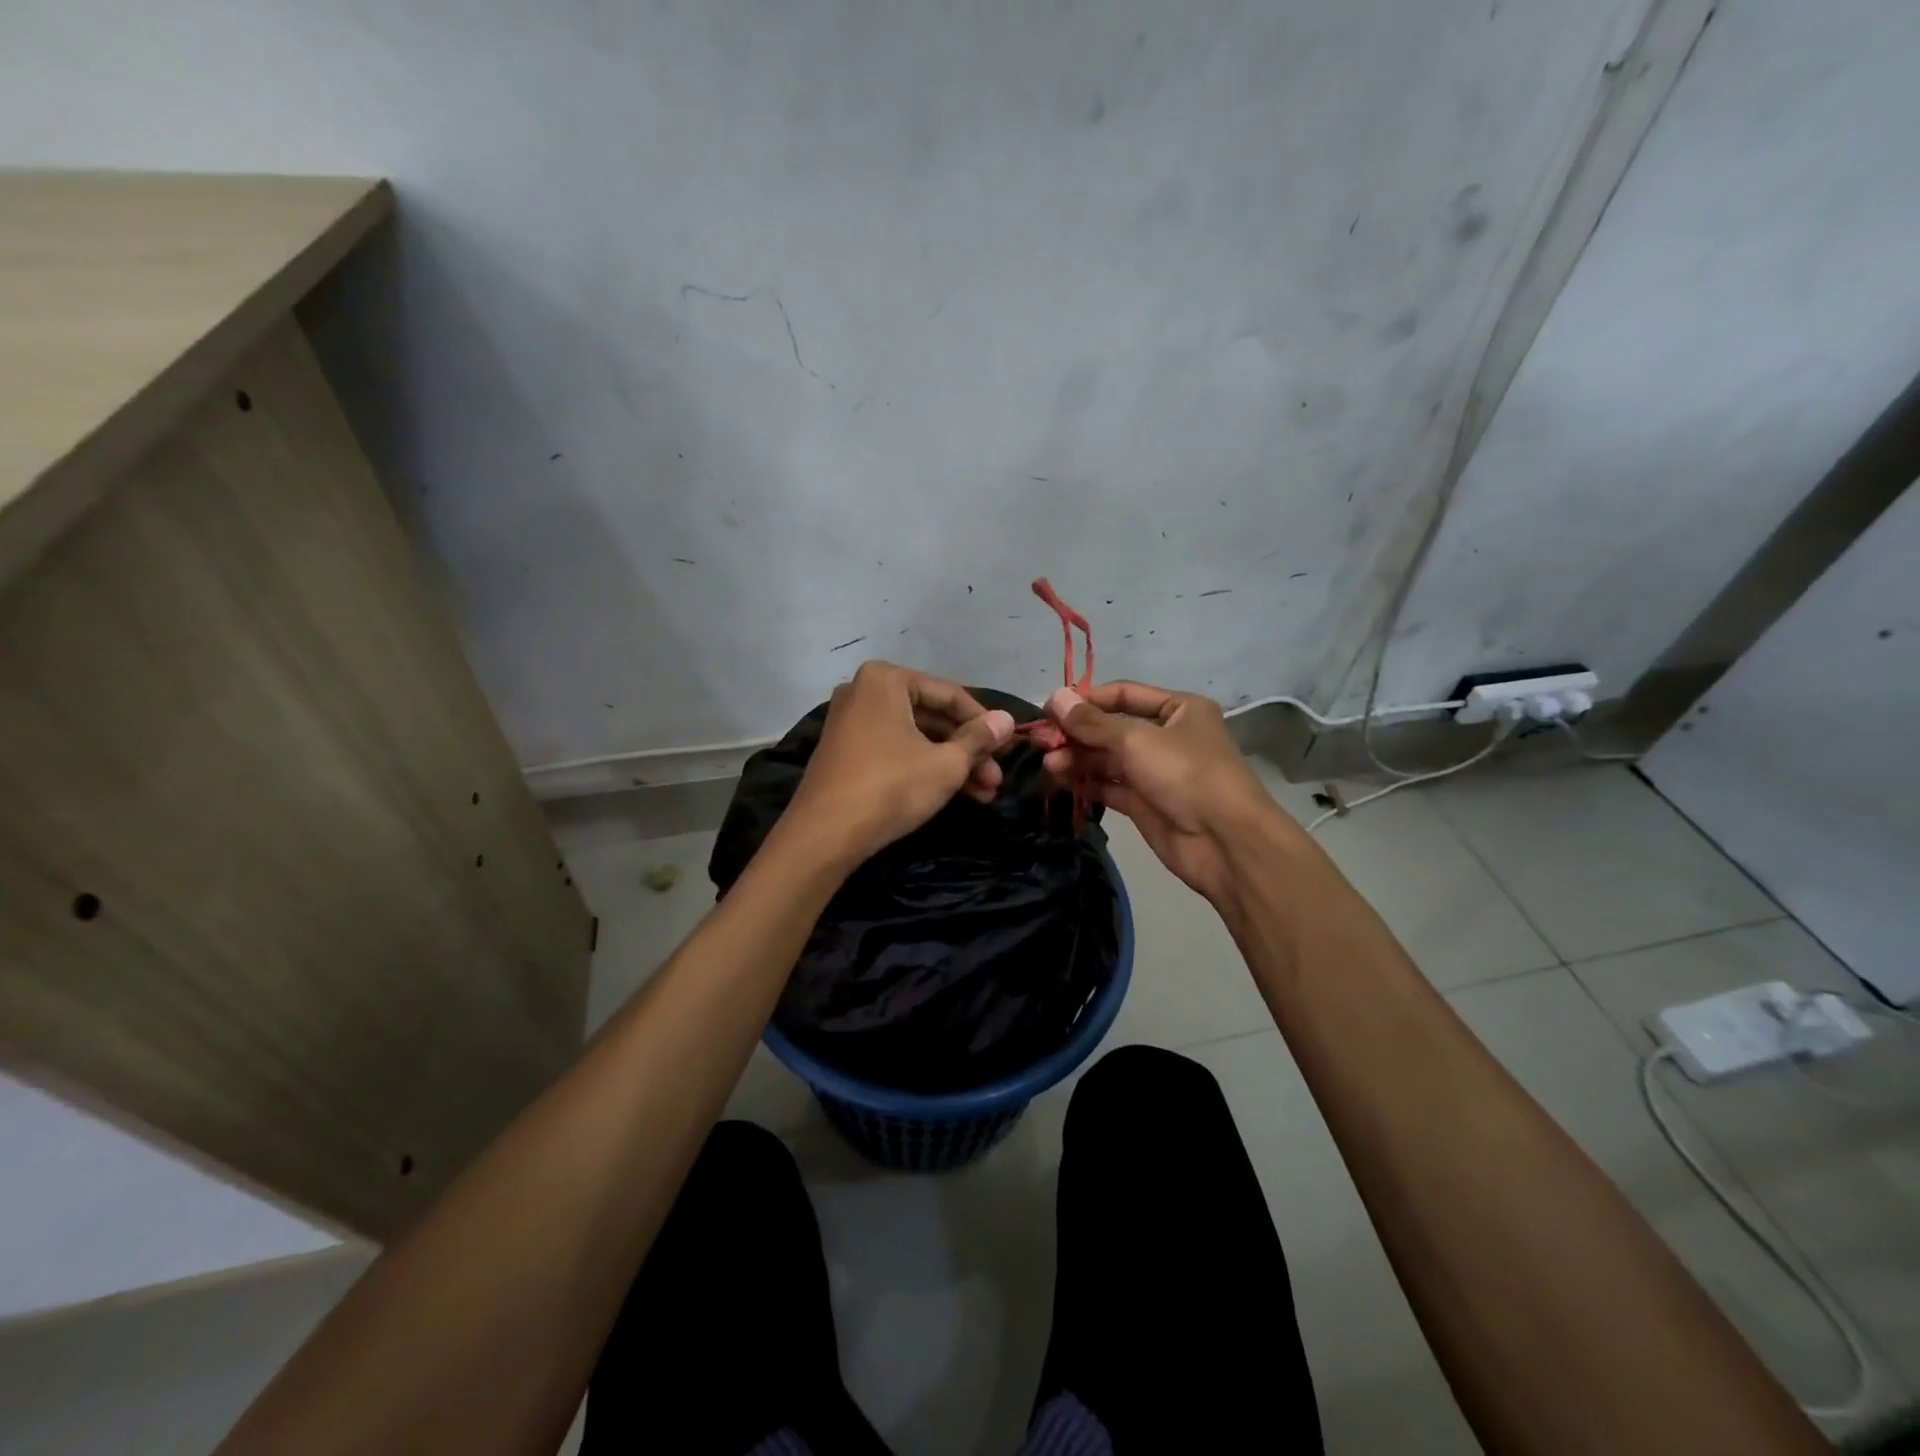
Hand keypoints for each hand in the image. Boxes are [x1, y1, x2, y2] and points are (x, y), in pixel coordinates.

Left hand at [780, 661, 1015, 868]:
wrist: (825, 835)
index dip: (984, 723)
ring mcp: (851, 723)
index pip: (950, 695)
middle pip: (932, 717)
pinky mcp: (846, 753)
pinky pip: (895, 751)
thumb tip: (1007, 720)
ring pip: (916, 738)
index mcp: (886, 680)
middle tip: (996, 778)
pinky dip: (924, 768)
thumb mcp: (945, 764)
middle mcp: (864, 693)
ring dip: (951, 764)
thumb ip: (979, 739)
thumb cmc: (891, 786)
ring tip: (984, 794)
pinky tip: (954, 793)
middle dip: (968, 750)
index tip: (1008, 747)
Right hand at [1039, 680, 1285, 902]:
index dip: (1086, 700)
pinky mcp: (1145, 804)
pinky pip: (1110, 787)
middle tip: (1042, 742)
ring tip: (1048, 764)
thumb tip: (1054, 697)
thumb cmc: (1185, 774)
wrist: (1224, 841)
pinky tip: (1060, 781)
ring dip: (1077, 759)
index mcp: (1178, 709)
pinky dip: (1087, 783)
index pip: (1123, 694)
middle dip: (1077, 734)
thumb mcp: (1136, 739)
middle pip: (1111, 728)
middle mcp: (1167, 736)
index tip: (1049, 709)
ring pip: (1107, 759)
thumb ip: (1091, 722)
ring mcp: (1156, 772)